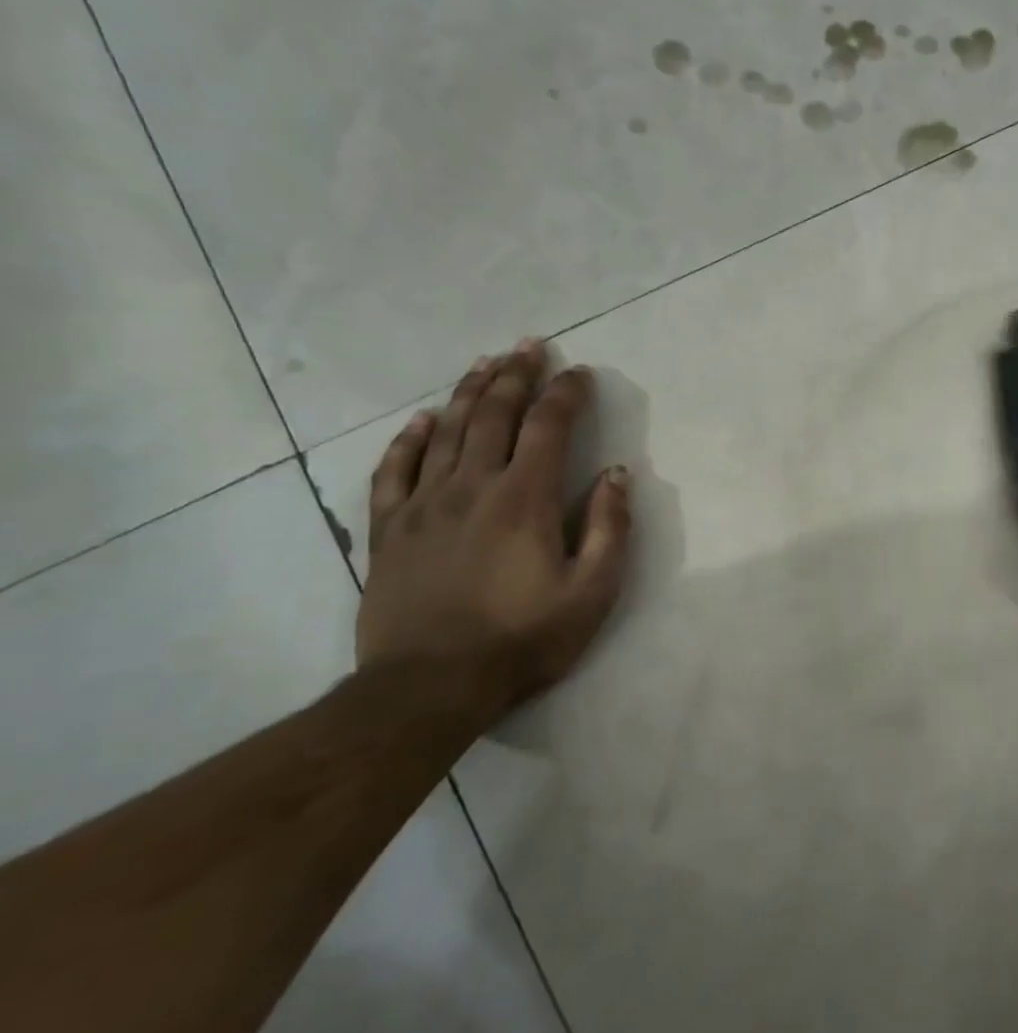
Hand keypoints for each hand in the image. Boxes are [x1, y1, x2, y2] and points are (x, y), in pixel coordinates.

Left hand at [356, 339, 632, 716]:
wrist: (429, 687)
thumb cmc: (524, 638)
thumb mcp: (593, 590)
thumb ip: (608, 526)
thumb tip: (615, 473)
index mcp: (523, 498)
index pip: (547, 427)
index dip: (566, 394)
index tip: (581, 372)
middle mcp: (471, 487)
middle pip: (492, 415)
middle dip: (515, 375)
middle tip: (530, 346)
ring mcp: (422, 505)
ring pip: (445, 432)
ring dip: (468, 392)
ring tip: (485, 363)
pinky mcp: (388, 530)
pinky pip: (394, 470)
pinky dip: (409, 439)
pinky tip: (423, 420)